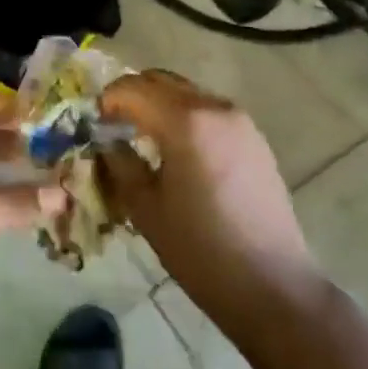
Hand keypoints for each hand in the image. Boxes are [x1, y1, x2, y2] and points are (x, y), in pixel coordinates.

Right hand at [98, 70, 320, 323]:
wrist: (273, 287)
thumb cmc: (201, 250)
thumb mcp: (145, 208)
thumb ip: (120, 163)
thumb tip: (106, 142)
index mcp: (185, 121)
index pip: (133, 89)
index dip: (107, 100)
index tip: (94, 123)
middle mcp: (214, 107)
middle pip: (161, 81)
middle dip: (132, 95)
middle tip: (113, 125)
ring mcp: (239, 120)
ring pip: (186, 92)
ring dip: (158, 104)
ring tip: (142, 137)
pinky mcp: (254, 138)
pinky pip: (208, 110)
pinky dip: (184, 116)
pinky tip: (177, 150)